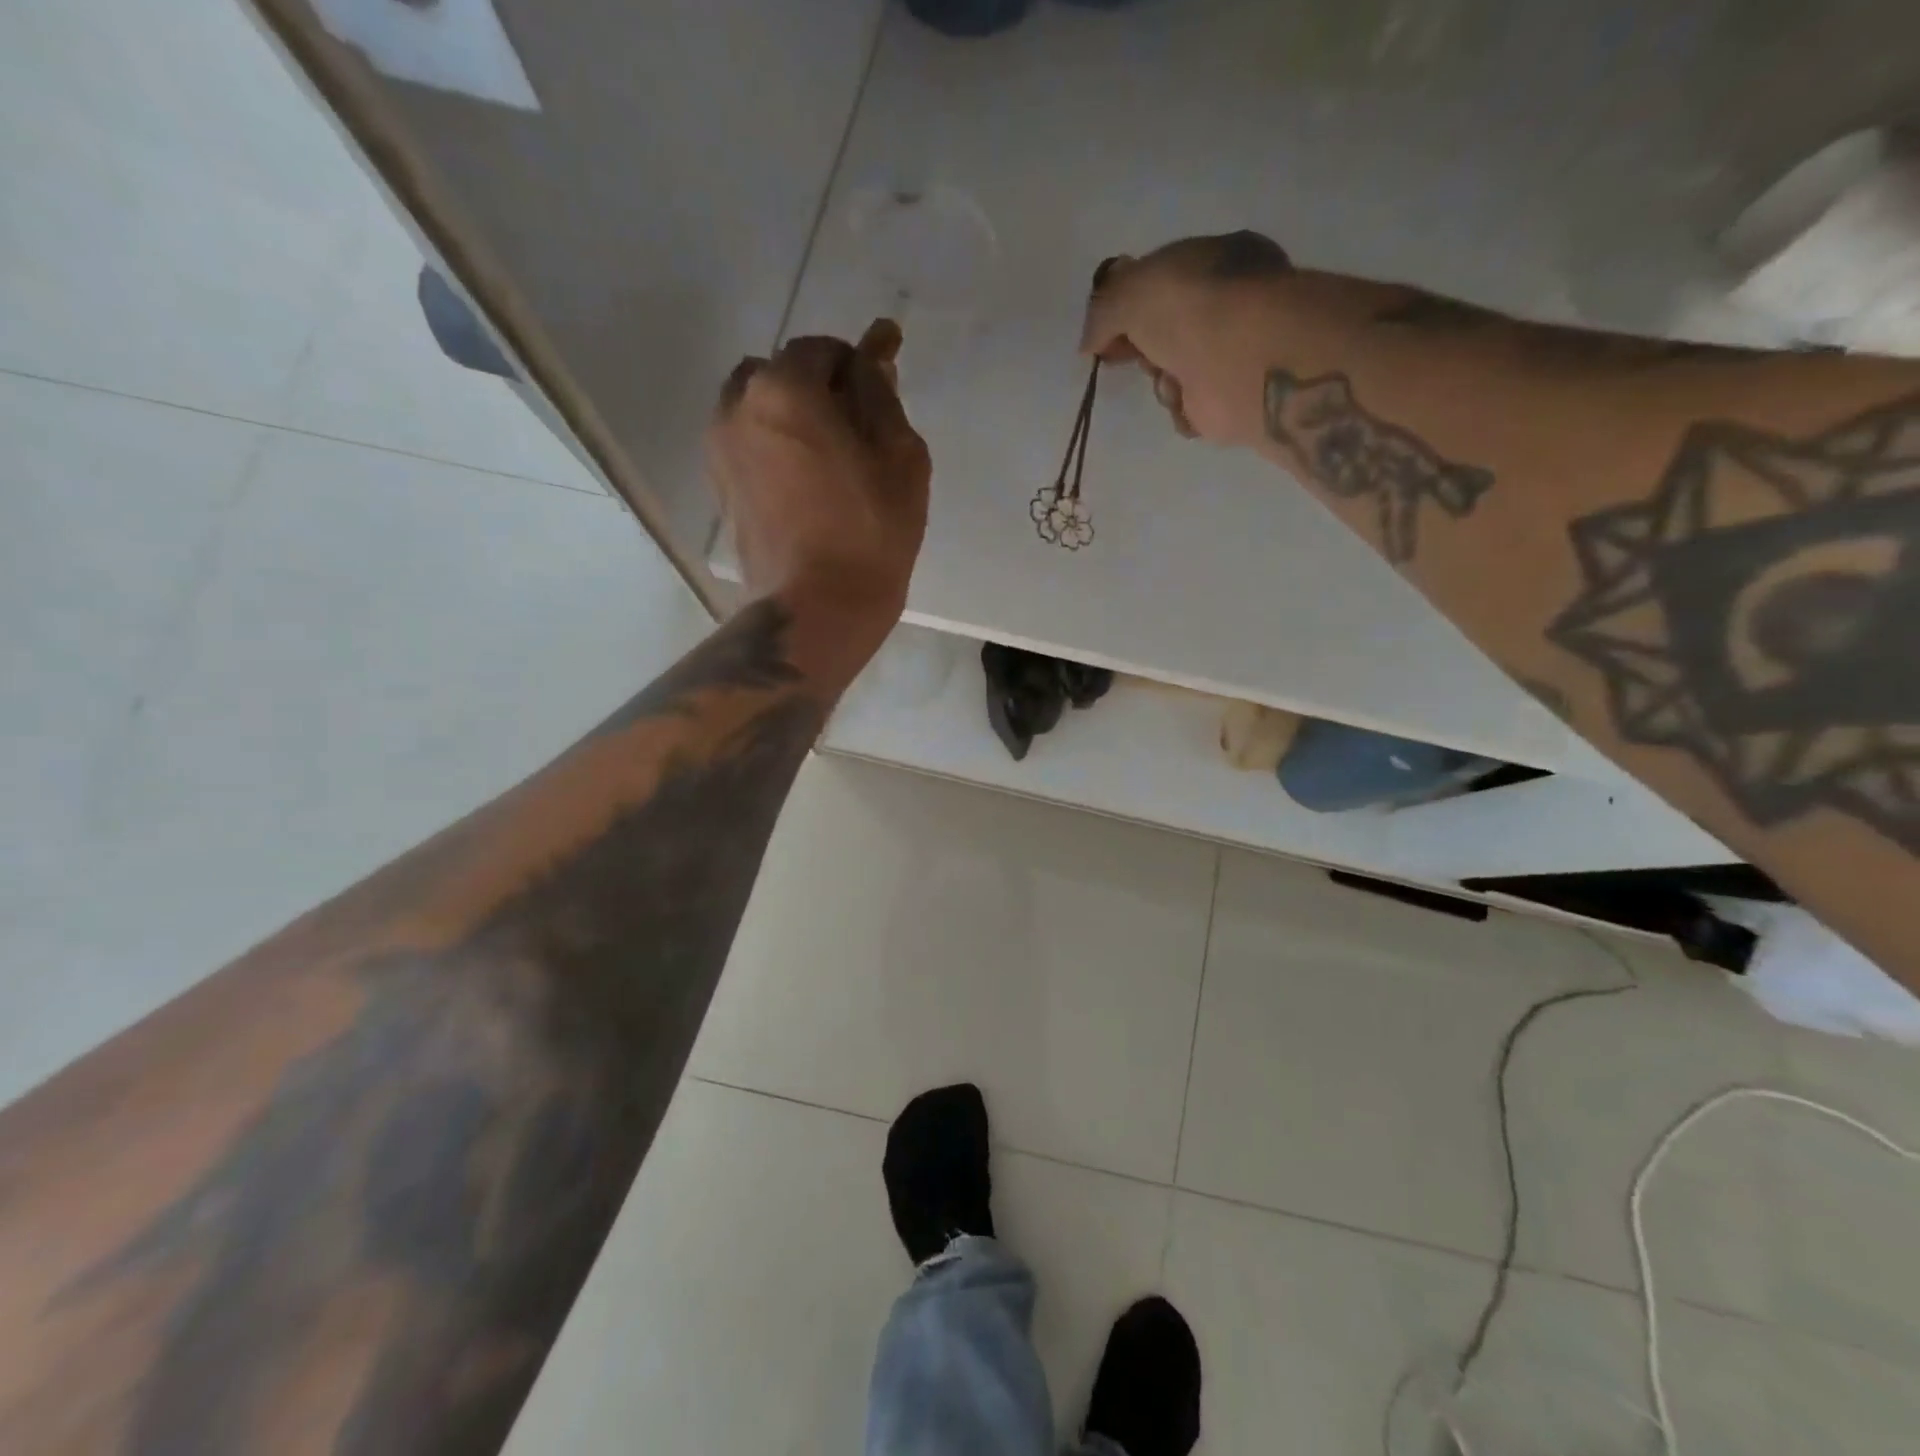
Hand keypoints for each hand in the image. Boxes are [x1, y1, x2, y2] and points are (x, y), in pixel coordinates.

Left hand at [709, 321, 930, 659]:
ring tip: (830, 458)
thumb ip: (882, 395)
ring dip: (793, 416)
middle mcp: (738, 406)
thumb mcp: (899, 456)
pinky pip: (749, 445)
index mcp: (784, 388)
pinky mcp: (721, 488)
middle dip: (821, 388)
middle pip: (782, 374)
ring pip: (759, 408)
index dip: (858, 365)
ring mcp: (721, 449)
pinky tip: (806, 481)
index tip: (883, 394)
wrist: (818, 607)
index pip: (823, 350)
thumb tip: (874, 351)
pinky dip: (776, 446)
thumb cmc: (870, 532)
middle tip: (859, 430)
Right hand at [1079, 231, 1292, 447]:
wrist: (1237, 359)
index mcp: (1216, 260)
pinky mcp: (1230, 399)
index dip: (1129, 305)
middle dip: (1142, 346)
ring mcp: (1231, 353)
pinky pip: (1189, 409)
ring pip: (1172, 373)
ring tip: (1171, 378)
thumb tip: (1089, 343)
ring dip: (1161, 380)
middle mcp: (1228, 304)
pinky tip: (1189, 400)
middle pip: (1164, 332)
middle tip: (1128, 355)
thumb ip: (1102, 312)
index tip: (1105, 330)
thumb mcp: (1128, 291)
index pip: (1163, 282)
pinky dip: (1182, 410)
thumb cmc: (1188, 307)